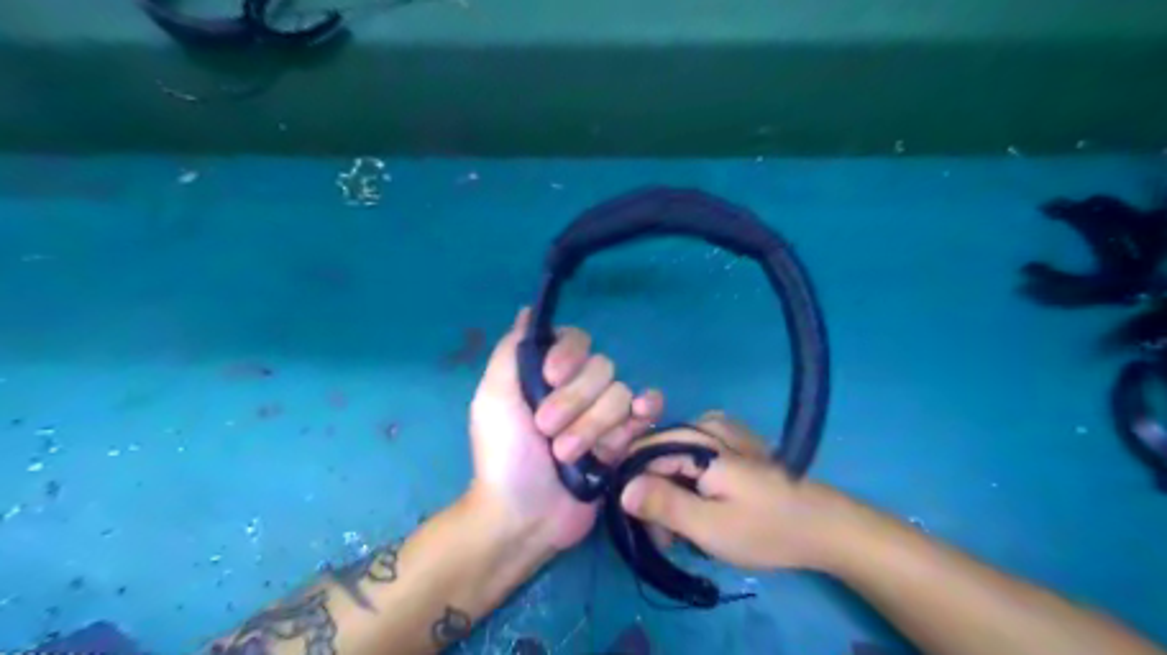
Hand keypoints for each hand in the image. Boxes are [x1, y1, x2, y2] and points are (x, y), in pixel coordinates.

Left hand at [467, 309, 664, 548]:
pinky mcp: (623, 440)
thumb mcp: (493, 397)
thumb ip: (512, 351)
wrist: (523, 515)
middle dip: (574, 402)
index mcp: (549, 373)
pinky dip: (646, 410)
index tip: (550, 377)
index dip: (568, 355)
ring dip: (592, 427)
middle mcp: (579, 387)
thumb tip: (528, 310)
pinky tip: (641, 414)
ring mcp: (603, 414)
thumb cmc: (503, 454)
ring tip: (566, 456)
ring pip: (619, 395)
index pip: (576, 340)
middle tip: (546, 430)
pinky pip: (646, 412)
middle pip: (602, 368)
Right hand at [614, 412, 843, 569]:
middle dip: (655, 495)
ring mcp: (722, 429)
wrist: (825, 525)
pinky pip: (694, 453)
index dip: (634, 491)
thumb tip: (621, 490)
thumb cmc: (766, 529)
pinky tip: (704, 501)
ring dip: (672, 491)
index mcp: (695, 442)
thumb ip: (663, 504)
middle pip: (657, 455)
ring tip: (689, 527)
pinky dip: (690, 479)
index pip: (640, 455)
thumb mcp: (709, 526)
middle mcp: (704, 425)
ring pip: (674, 456)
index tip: (644, 528)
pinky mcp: (734, 440)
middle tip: (670, 537)